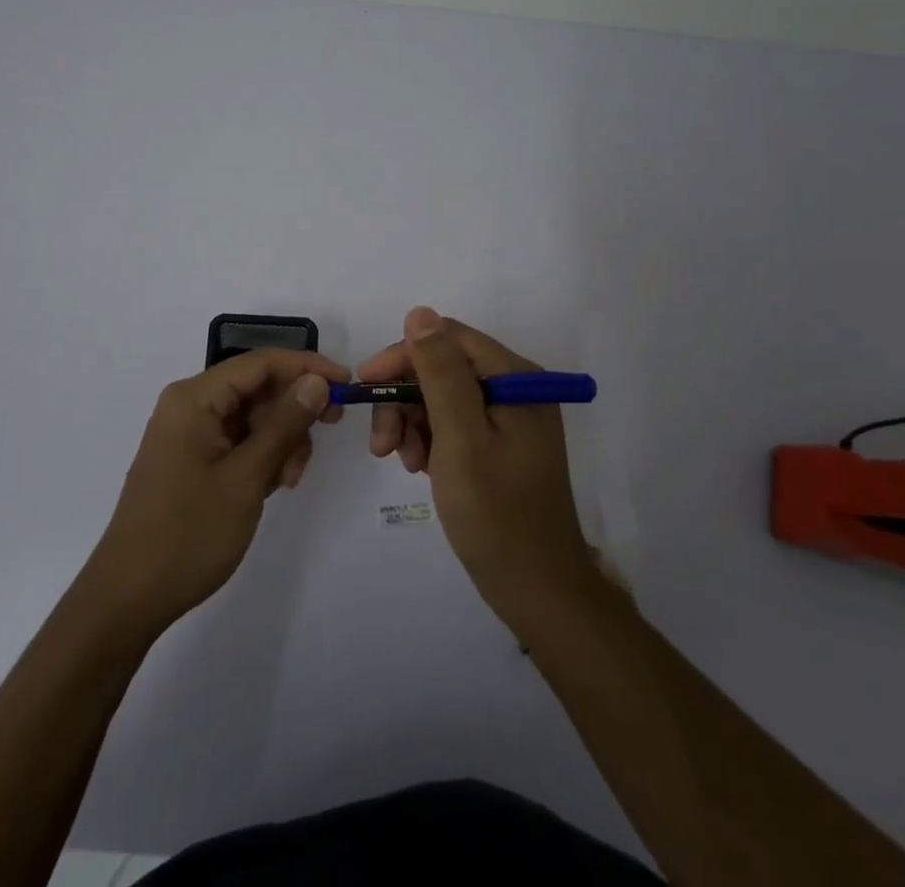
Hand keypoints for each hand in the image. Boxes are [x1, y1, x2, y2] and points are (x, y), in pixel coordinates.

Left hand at [85, 348, 349, 634]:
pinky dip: (261, 456)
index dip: (306, 367)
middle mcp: (189, 405)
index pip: (260, 363)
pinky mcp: (191, 459)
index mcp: (194, 398)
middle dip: (293, 411)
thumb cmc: (188, 533)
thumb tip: (316, 381)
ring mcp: (188, 433)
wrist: (129, 597)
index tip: (346, 385)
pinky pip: (237, 440)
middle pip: (257, 388)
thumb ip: (284, 425)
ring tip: (288, 480)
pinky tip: (273, 485)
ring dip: (280, 439)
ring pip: (252, 416)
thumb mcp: (246, 477)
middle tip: (327, 435)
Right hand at [361, 307, 595, 622]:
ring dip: (413, 422)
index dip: (402, 356)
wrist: (538, 592)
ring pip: (442, 397)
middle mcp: (515, 388)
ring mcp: (509, 417)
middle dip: (405, 398)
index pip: (447, 340)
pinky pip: (453, 423)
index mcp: (514, 378)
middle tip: (381, 443)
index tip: (366, 387)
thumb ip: (440, 373)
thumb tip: (419, 313)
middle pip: (443, 368)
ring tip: (402, 462)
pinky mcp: (500, 444)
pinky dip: (429, 440)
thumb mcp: (460, 438)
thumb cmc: (496, 514)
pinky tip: (420, 468)